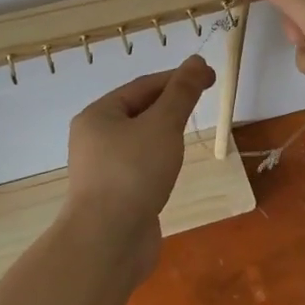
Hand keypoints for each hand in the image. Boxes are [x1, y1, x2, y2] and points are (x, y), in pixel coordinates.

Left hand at [64, 55, 216, 275]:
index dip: (178, 78)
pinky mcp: (114, 196)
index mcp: (98, 115)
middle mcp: (94, 139)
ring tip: (189, 132)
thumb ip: (181, 93)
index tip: (209, 76)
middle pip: (138, 111)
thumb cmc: (133, 174)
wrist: (107, 243)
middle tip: (203, 100)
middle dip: (170, 104)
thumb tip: (196, 61)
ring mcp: (102, 170)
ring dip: (165, 133)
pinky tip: (173, 168)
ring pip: (140, 141)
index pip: (143, 86)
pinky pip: (139, 167)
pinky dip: (159, 160)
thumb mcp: (162, 126)